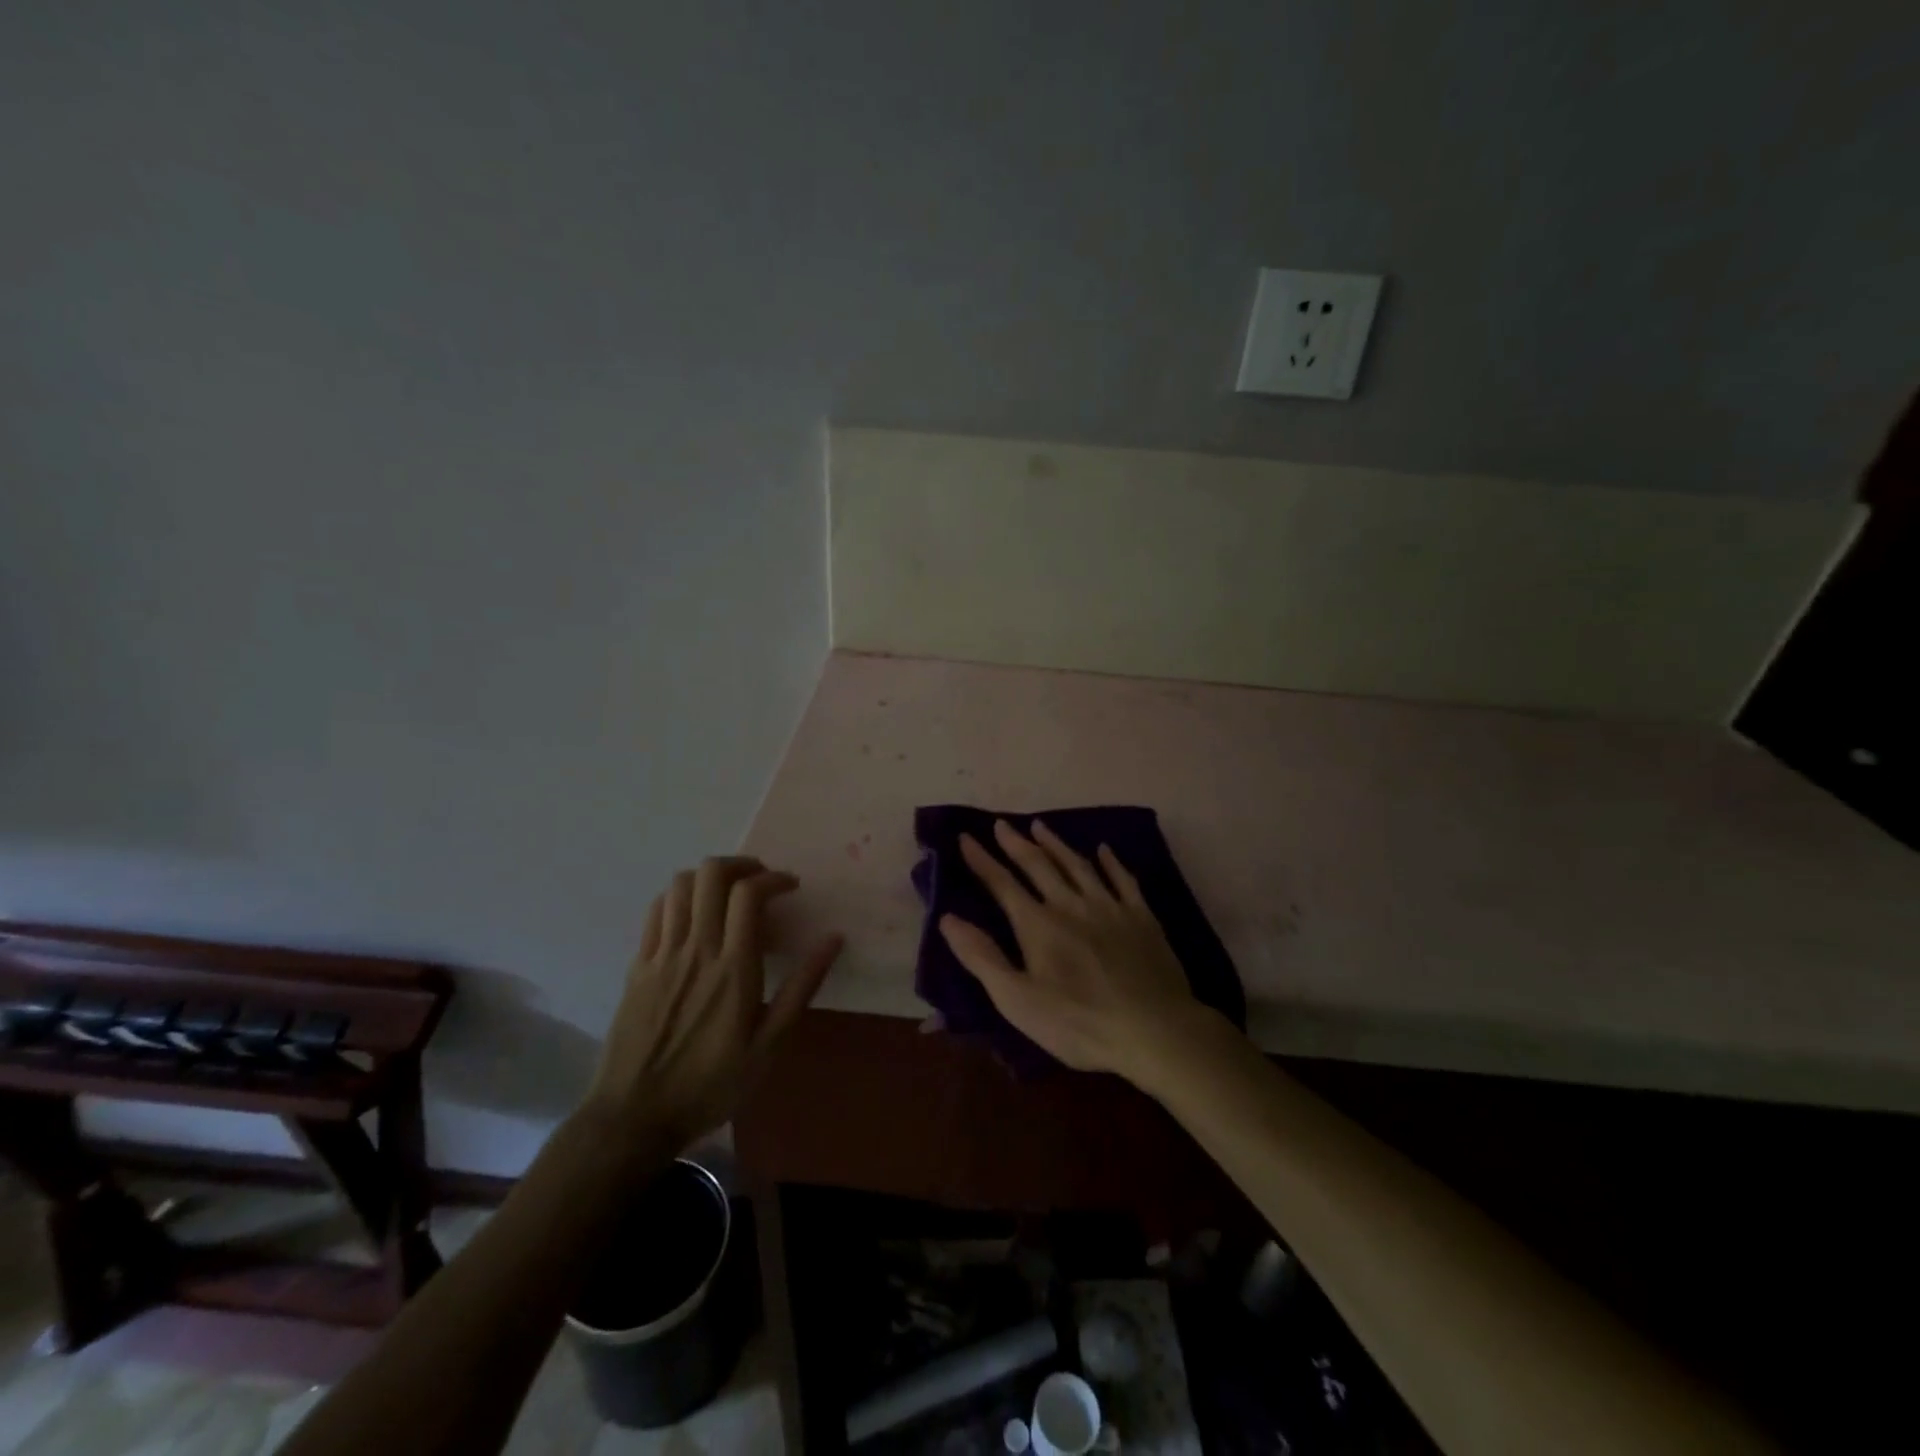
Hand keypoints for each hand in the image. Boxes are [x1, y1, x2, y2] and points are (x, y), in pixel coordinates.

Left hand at [586, 856, 842, 1149]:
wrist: (634, 1117)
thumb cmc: (711, 1084)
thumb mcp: (769, 1046)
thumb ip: (801, 987)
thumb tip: (833, 939)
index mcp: (733, 968)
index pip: (748, 894)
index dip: (773, 878)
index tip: (790, 887)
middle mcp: (696, 950)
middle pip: (711, 875)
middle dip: (742, 865)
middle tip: (760, 882)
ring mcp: (661, 954)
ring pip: (681, 884)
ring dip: (709, 877)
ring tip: (728, 894)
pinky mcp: (638, 964)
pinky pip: (657, 909)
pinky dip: (680, 897)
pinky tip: (693, 915)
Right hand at [937, 820, 1208, 1081]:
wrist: (1155, 1030)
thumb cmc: (1079, 1023)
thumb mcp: (1018, 1000)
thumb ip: (982, 957)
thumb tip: (948, 918)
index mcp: (1038, 924)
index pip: (1002, 884)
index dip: (982, 861)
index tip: (966, 838)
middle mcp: (1071, 904)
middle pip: (1038, 865)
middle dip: (1016, 843)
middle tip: (1001, 824)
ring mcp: (1109, 906)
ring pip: (1077, 864)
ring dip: (1056, 844)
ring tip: (1040, 826)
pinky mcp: (1141, 917)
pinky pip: (1123, 879)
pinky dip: (1111, 862)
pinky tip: (1104, 850)